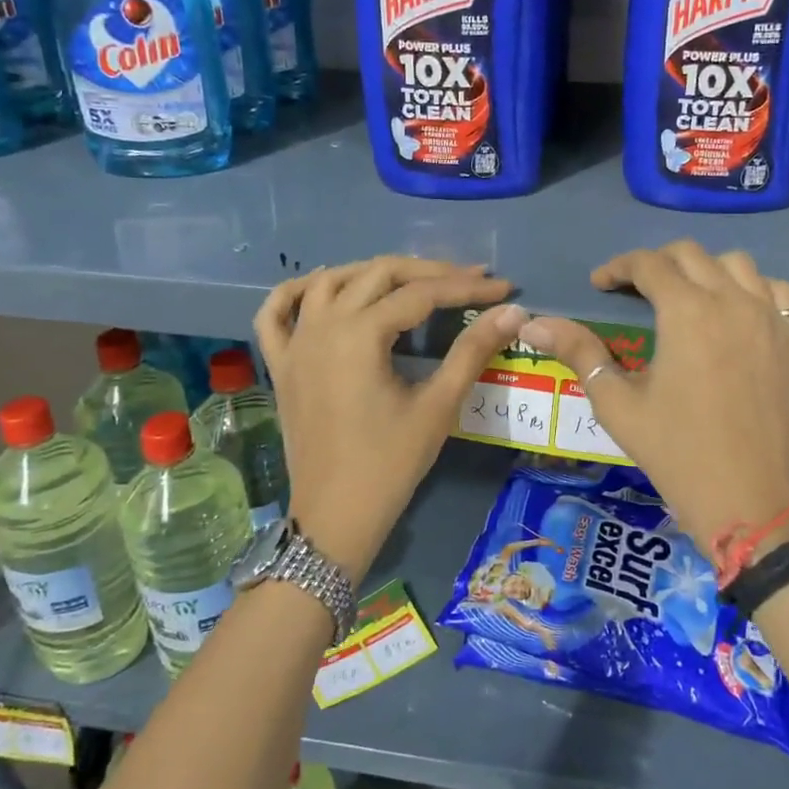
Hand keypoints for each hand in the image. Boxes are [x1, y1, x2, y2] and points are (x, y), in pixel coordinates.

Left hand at [254, 256, 526, 577]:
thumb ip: (472, 351)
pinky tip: (324, 286)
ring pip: (330, 282)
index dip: (466, 287)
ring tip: (411, 279)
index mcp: (360, 334)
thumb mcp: (438, 406)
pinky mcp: (280, 364)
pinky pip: (276, 312)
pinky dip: (298, 291)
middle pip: (378, 274)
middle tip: (469, 279)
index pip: (421, 293)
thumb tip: (512, 312)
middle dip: (428, 271)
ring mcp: (294, 343)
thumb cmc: (390, 464)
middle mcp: (322, 325)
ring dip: (371, 272)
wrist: (336, 516)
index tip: (502, 287)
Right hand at [519, 242, 788, 544]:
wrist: (750, 500)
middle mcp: (734, 301)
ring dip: (707, 271)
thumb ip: (579, 352)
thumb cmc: (676, 452)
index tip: (600, 284)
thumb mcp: (617, 403)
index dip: (617, 267)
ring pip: (739, 266)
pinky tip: (739, 315)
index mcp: (687, 312)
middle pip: (692, 255)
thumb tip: (533, 323)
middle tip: (637, 290)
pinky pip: (779, 294)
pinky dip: (755, 291)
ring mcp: (773, 319)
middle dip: (657, 264)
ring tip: (689, 298)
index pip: (648, 264)